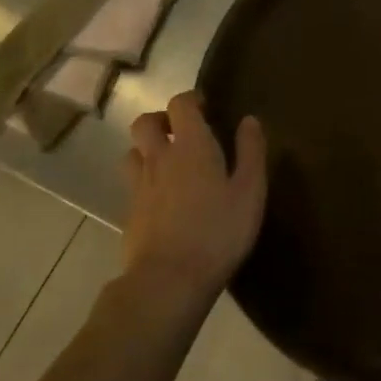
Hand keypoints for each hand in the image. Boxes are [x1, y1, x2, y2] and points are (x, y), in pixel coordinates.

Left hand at [122, 92, 265, 302]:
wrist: (168, 280)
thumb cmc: (218, 231)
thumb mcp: (250, 191)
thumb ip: (251, 151)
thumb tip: (249, 120)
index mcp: (191, 146)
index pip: (180, 104)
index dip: (190, 99)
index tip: (206, 106)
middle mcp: (159, 158)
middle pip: (144, 123)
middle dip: (161, 119)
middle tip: (181, 131)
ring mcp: (139, 187)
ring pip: (133, 153)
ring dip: (147, 150)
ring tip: (169, 163)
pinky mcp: (129, 214)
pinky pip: (133, 185)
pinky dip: (145, 181)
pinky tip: (163, 200)